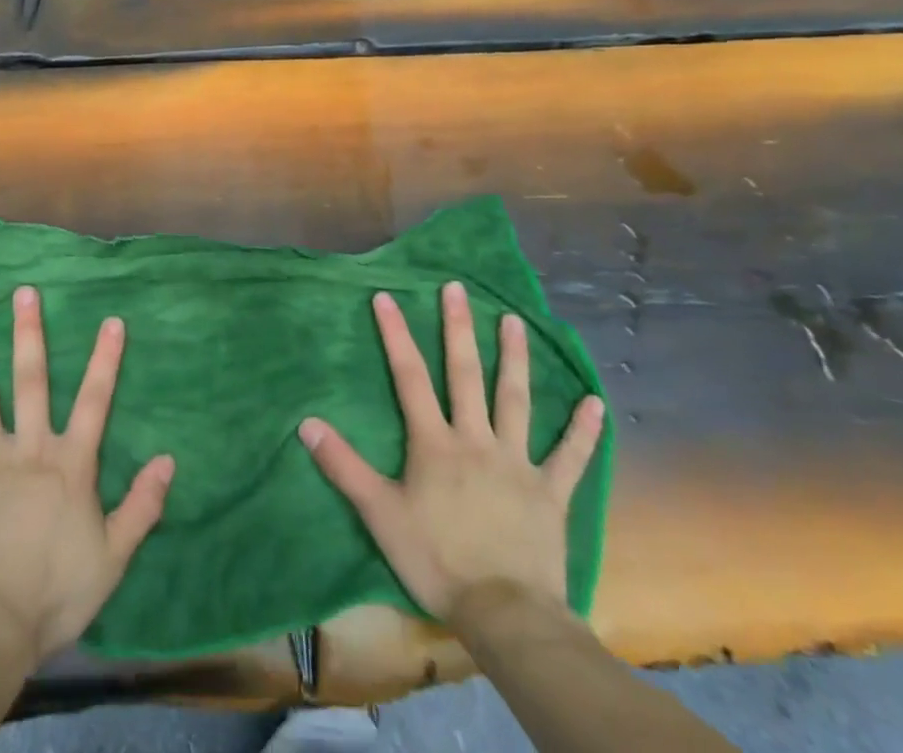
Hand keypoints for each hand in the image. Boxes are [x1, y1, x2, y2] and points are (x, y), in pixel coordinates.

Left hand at [0, 285, 175, 663]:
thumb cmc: (56, 592)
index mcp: (69, 464)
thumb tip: (168, 459)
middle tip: (22, 293)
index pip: (95, 401)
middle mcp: (28, 449)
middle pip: (30, 382)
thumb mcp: (113, 556)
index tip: (111, 320)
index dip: (105, 360)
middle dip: (28, 334)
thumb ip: (141, 506)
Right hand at [299, 284, 603, 630]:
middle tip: (457, 288)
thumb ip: (344, 466)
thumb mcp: (380, 514)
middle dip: (458, 329)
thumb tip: (306, 424)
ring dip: (514, 359)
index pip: (409, 378)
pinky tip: (597, 403)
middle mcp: (476, 440)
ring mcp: (517, 463)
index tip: (386, 297)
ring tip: (515, 320)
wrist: (506, 615)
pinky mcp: (551, 493)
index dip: (396, 335)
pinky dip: (583, 431)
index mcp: (435, 443)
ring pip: (516, 401)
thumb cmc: (437, 561)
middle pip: (465, 375)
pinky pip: (570, 457)